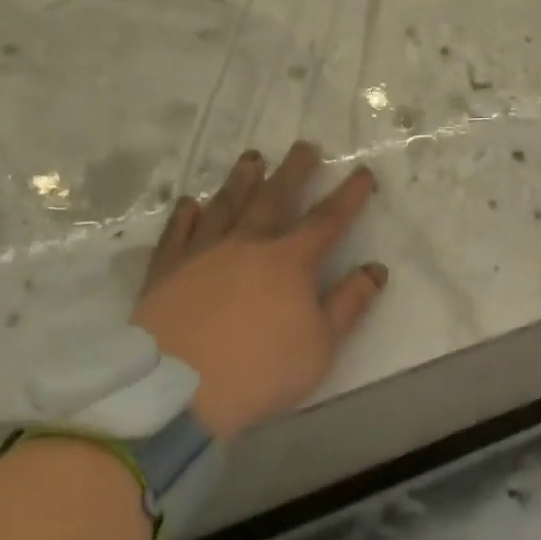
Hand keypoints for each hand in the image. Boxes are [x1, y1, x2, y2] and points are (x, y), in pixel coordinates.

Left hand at [131, 142, 386, 440]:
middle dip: (294, 171)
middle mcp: (247, 245)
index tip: (363, 171)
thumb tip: (376, 269)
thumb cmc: (259, 370)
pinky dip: (185, 216)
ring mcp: (202, 254)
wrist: (173, 393)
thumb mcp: (321, 345)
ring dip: (241, 180)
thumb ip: (350, 303)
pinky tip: (191, 203)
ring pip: (226, 206)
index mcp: (290, 261)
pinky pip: (177, 235)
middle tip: (305, 146)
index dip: (349, 195)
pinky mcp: (165, 272)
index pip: (328, 220)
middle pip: (274, 198)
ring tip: (252, 158)